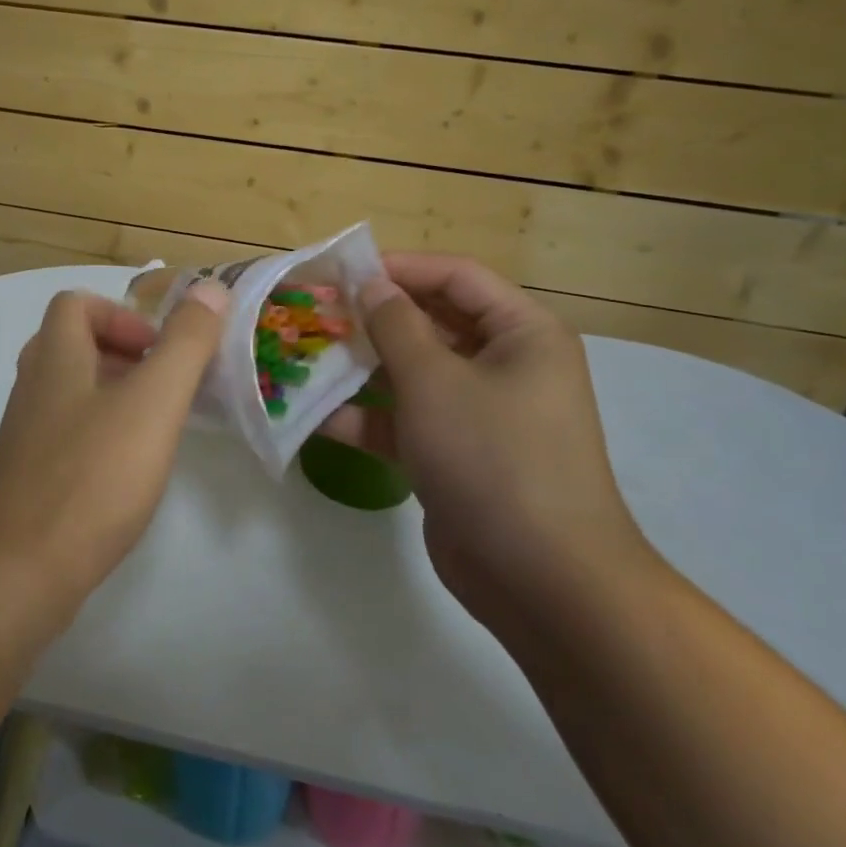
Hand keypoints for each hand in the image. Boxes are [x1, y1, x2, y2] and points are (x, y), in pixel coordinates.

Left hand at [0, 282, 229, 641]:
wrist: (16, 575)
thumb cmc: (90, 478)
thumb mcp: (152, 403)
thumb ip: (185, 344)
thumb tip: (212, 288)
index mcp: (55, 357)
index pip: (76, 304)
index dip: (121, 314)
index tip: (159, 352)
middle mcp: (33, 387)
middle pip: (75, 345)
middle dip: (126, 355)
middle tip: (166, 387)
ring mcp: (26, 434)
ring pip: (73, 392)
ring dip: (117, 396)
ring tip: (157, 428)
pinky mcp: (28, 477)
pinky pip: (68, 434)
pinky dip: (102, 435)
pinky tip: (129, 472)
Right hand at [322, 254, 656, 622]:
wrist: (541, 579)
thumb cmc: (492, 456)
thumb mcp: (434, 380)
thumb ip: (394, 325)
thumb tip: (369, 284)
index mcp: (521, 333)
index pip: (456, 277)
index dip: (399, 267)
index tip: (342, 270)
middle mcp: (504, 365)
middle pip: (431, 323)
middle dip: (373, 319)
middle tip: (316, 312)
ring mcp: (478, 413)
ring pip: (412, 373)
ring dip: (361, 368)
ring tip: (305, 357)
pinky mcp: (454, 454)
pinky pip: (406, 420)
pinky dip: (366, 417)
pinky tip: (314, 415)